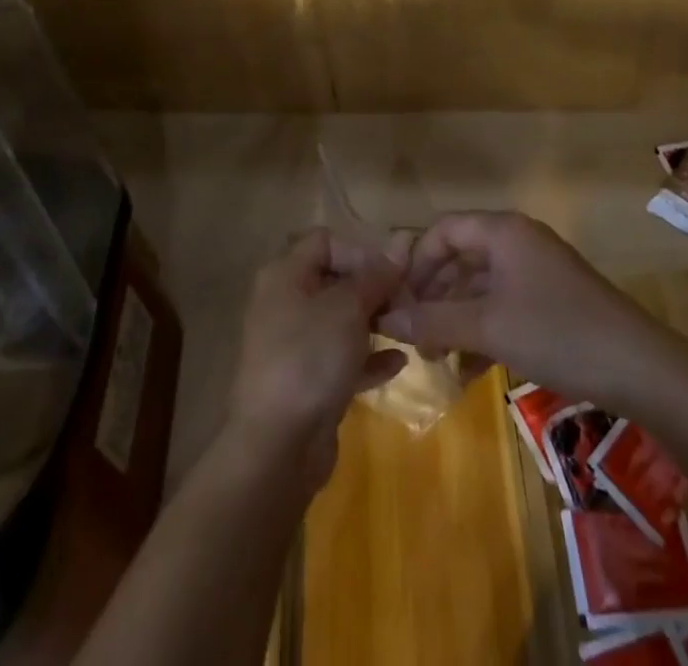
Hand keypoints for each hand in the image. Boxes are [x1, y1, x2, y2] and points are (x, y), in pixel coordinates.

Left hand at [225, 228, 407, 487]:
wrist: (278, 445)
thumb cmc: (310, 357)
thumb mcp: (348, 308)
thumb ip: (375, 276)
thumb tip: (400, 243)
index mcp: (285, 275)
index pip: (326, 241)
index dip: (361, 251)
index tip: (393, 273)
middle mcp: (285, 302)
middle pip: (335, 280)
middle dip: (374, 288)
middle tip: (409, 302)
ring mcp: (294, 344)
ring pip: (341, 320)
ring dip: (375, 322)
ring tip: (409, 328)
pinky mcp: (307, 381)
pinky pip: (342, 358)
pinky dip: (368, 357)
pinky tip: (400, 362)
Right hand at [377, 211, 682, 411]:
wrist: (640, 368)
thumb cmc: (556, 333)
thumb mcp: (487, 327)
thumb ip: (433, 321)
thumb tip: (384, 319)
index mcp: (502, 231)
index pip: (443, 231)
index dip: (415, 263)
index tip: (397, 303)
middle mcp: (518, 241)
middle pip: (460, 258)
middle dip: (433, 297)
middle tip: (412, 336)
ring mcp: (537, 271)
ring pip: (481, 286)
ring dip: (456, 319)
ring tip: (437, 360)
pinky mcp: (552, 300)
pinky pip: (503, 305)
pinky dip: (483, 330)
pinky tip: (470, 369)